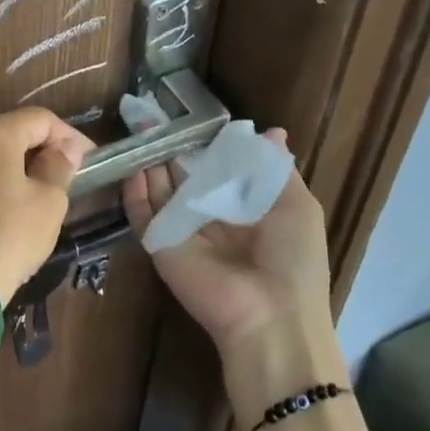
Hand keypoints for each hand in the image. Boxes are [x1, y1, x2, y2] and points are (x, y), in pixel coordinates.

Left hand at [0, 108, 91, 300]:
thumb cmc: (10, 235)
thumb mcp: (49, 201)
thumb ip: (60, 165)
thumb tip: (66, 149)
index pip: (41, 120)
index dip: (70, 136)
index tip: (91, 159)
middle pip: (15, 130)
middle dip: (45, 147)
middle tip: (72, 172)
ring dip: (23, 162)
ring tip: (48, 186)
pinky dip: (1, 175)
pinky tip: (18, 198)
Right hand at [122, 128, 345, 412]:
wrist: (270, 316)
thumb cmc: (292, 257)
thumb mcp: (297, 206)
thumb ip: (276, 169)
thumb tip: (273, 132)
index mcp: (244, 207)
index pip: (218, 166)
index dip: (205, 143)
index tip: (190, 114)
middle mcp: (211, 216)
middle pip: (185, 175)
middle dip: (172, 147)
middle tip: (155, 114)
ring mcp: (182, 230)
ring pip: (160, 189)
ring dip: (150, 161)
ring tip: (139, 127)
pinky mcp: (159, 244)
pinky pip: (142, 213)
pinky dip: (133, 190)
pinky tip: (132, 164)